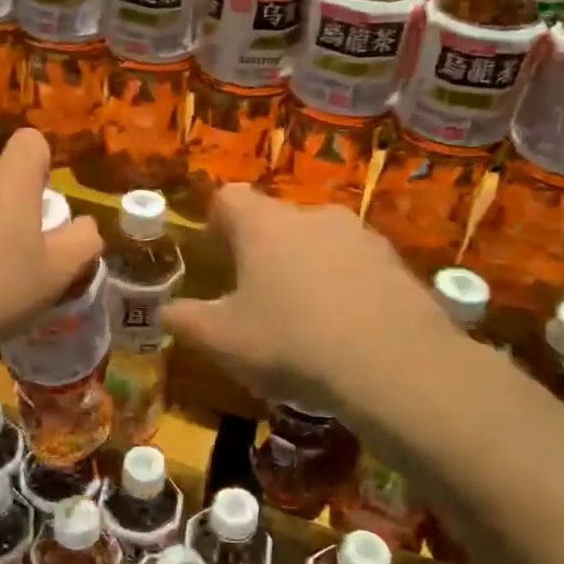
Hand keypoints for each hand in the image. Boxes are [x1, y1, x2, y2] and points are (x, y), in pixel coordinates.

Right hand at [164, 186, 465, 412]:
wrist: (394, 366)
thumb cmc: (290, 341)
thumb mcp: (222, 340)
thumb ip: (185, 321)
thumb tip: (165, 312)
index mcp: (264, 225)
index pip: (229, 197)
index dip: (218, 219)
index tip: (216, 250)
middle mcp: (313, 216)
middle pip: (277, 219)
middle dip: (264, 248)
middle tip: (258, 293)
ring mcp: (361, 236)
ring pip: (321, 241)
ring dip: (308, 266)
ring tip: (306, 315)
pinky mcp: (398, 263)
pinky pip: (358, 265)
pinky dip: (346, 285)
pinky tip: (348, 328)